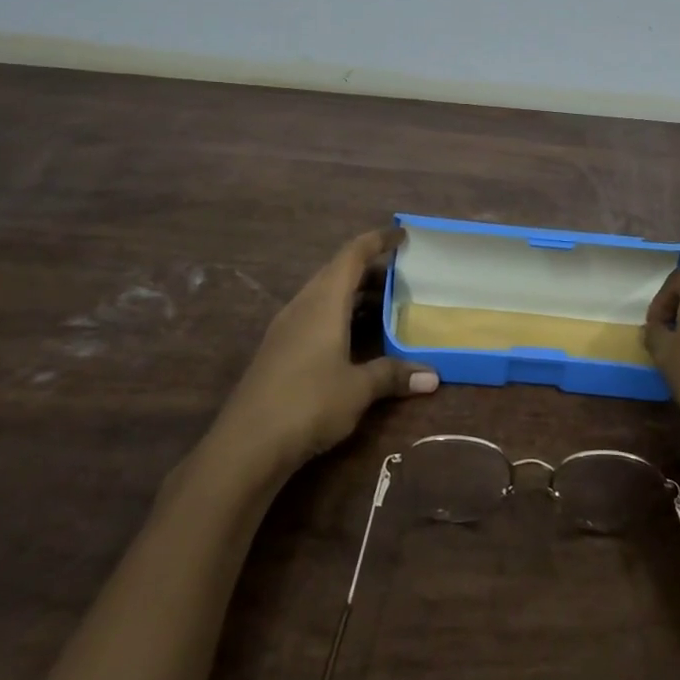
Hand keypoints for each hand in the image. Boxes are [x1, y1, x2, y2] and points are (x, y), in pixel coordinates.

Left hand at [216, 228, 438, 472]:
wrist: (246, 445)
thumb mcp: (358, 389)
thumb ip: (393, 375)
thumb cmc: (308, 402)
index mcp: (323, 301)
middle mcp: (303, 305)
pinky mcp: (279, 350)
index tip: (402, 235)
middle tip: (403, 275)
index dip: (378, 240)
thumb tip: (433, 376)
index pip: (352, 254)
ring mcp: (287, 328)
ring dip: (354, 295)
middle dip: (370, 270)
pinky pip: (315, 316)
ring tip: (386, 304)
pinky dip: (340, 315)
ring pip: (325, 296)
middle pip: (338, 272)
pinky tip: (355, 338)